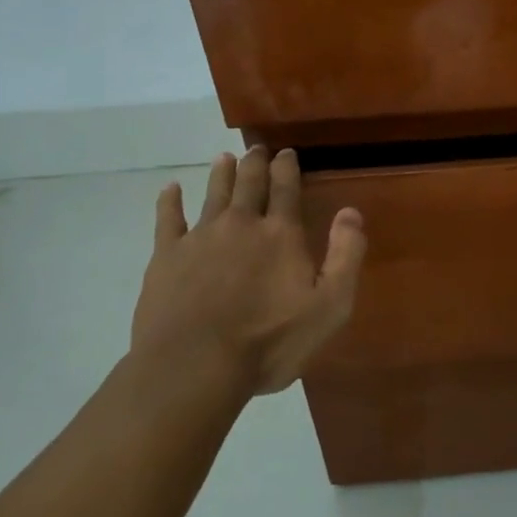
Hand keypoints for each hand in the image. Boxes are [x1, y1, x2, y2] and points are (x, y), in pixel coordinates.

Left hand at [130, 147, 365, 396]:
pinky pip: (167, 220)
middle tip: (257, 149)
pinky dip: (169, 202)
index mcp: (281, 234)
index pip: (286, 189)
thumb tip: (351, 211)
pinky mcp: (166, 257)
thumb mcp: (329, 306)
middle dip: (256, 164)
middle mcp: (241, 224)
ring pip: (213, 194)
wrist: (194, 367)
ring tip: (224, 159)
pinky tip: (169, 190)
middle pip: (249, 184)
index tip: (287, 153)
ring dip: (221, 174)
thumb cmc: (269, 341)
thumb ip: (345, 255)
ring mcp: (200, 238)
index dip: (287, 168)